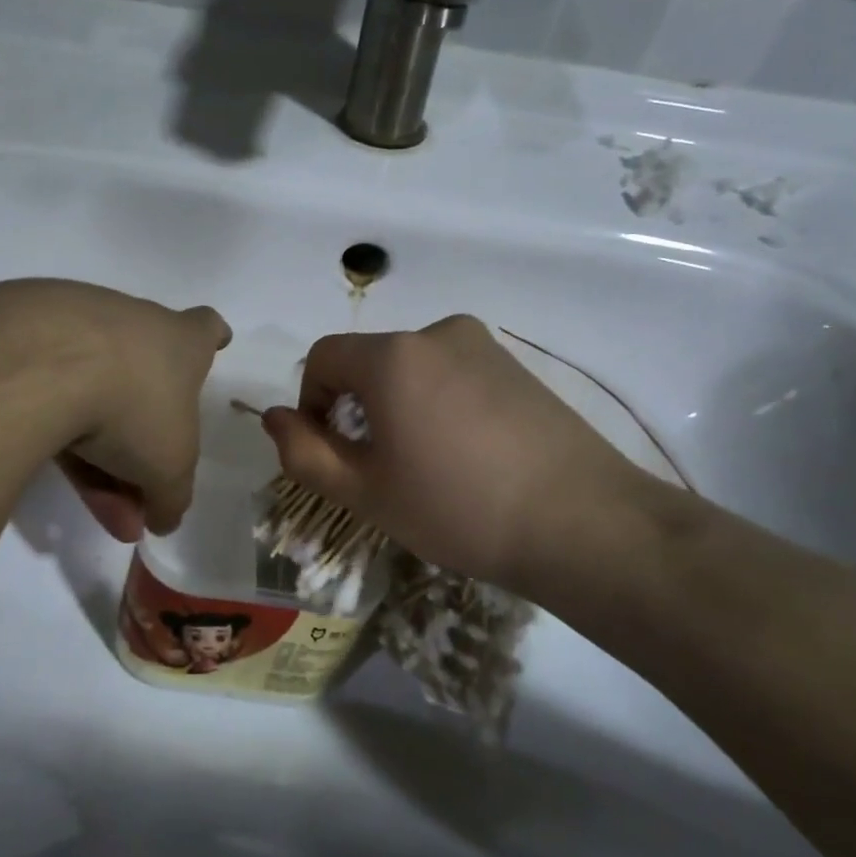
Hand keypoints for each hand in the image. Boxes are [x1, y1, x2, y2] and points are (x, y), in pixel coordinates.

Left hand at [42, 284, 231, 541]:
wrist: (43, 364)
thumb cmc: (133, 406)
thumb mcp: (168, 468)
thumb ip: (171, 497)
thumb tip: (164, 519)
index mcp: (179, 341)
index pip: (205, 329)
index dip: (213, 337)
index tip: (217, 342)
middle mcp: (132, 323)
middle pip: (142, 378)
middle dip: (140, 436)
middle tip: (135, 492)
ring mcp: (75, 325)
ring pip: (92, 392)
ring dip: (95, 449)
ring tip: (89, 502)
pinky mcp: (25, 339)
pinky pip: (47, 390)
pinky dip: (53, 428)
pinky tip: (49, 468)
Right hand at [260, 316, 661, 603]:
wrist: (582, 523)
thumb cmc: (457, 508)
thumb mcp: (364, 491)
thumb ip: (304, 452)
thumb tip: (273, 417)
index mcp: (393, 356)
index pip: (323, 357)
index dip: (310, 401)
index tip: (330, 451)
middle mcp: (437, 333)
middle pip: (369, 361)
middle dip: (356, 407)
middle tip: (377, 467)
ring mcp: (484, 346)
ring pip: (413, 368)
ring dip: (398, 406)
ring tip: (425, 464)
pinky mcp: (518, 366)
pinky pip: (454, 374)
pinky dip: (439, 403)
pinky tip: (467, 454)